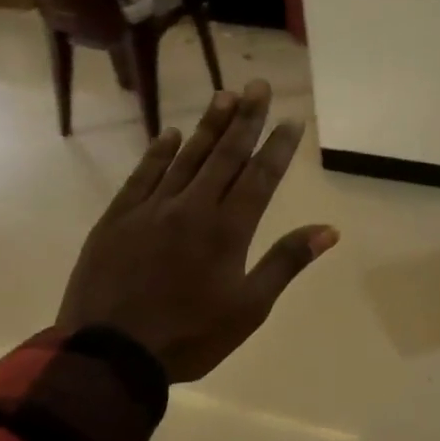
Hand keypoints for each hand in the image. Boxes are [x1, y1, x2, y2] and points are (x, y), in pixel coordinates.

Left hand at [58, 80, 338, 381]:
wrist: (110, 354)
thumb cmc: (191, 336)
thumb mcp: (250, 308)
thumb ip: (286, 262)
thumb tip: (328, 230)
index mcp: (228, 230)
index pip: (259, 177)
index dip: (278, 146)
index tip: (291, 119)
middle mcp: (192, 208)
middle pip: (224, 155)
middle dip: (245, 119)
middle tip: (258, 86)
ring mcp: (151, 209)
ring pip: (186, 158)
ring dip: (208, 126)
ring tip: (224, 95)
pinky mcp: (118, 218)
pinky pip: (143, 175)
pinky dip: (159, 152)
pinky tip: (171, 134)